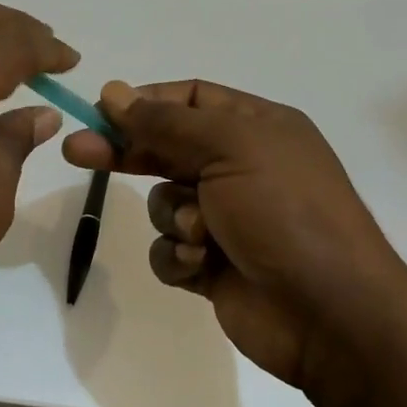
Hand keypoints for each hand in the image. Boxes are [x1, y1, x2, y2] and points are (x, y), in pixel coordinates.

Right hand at [63, 80, 406, 396]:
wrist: (330, 314)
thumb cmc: (285, 212)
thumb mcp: (229, 148)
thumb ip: (166, 122)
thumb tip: (114, 92)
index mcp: (257, 128)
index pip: (191, 99)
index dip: (145, 102)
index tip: (101, 111)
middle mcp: (242, 168)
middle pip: (167, 148)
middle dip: (126, 151)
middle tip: (76, 150)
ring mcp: (227, 219)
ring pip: (164, 203)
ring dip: (174, 217)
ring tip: (201, 234)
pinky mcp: (213, 266)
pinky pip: (170, 250)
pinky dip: (179, 257)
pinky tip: (201, 266)